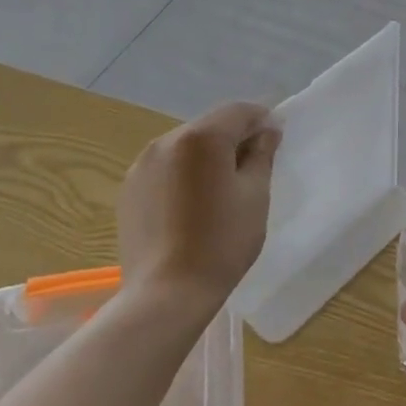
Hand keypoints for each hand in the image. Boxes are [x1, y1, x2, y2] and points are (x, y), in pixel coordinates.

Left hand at [117, 103, 280, 306]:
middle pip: (209, 126)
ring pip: (185, 147)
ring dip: (208, 156)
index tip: (276, 141)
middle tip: (254, 167)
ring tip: (222, 190)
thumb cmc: (223, 241)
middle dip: (234, 138)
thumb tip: (267, 130)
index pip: (238, 111)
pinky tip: (194, 206)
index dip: (262, 120)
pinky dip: (185, 174)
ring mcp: (141, 166)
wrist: (167, 293)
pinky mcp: (129, 190)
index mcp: (201, 138)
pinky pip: (165, 168)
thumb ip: (262, 154)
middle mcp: (165, 142)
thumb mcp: (255, 195)